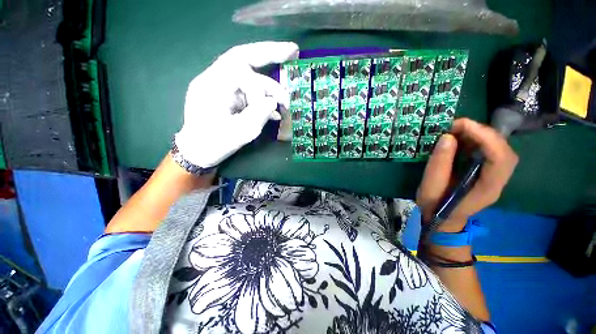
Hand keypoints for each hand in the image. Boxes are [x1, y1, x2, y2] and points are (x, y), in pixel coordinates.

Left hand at [175, 41, 298, 167]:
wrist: (198, 151)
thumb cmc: (215, 144)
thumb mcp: (240, 133)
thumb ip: (259, 115)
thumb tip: (273, 103)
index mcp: (212, 85)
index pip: (241, 70)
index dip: (261, 88)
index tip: (272, 108)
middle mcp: (215, 78)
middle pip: (244, 56)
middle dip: (270, 52)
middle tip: (293, 50)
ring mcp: (221, 86)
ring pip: (250, 75)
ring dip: (270, 87)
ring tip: (285, 102)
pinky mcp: (228, 95)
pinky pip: (249, 90)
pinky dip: (263, 97)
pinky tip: (274, 110)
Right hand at [416, 118, 518, 231]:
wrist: (441, 218)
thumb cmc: (435, 205)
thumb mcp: (431, 186)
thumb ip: (439, 163)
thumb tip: (447, 137)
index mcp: (487, 188)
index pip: (500, 158)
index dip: (485, 137)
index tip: (461, 126)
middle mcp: (497, 180)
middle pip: (503, 150)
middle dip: (482, 133)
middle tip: (457, 126)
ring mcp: (494, 176)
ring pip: (498, 148)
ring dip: (479, 135)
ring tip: (456, 130)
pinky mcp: (486, 171)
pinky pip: (489, 151)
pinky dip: (476, 140)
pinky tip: (461, 139)